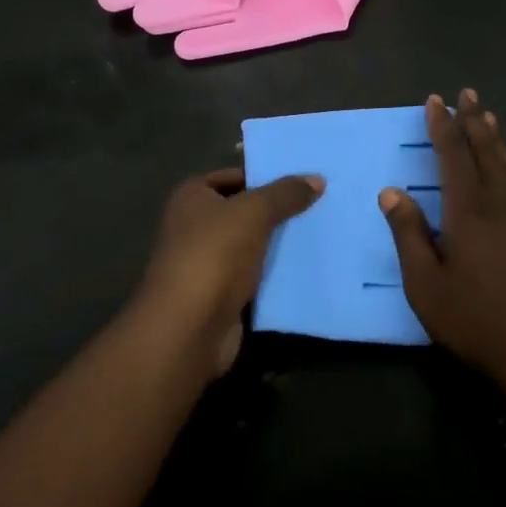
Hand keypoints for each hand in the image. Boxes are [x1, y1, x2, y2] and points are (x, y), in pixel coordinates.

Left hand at [137, 168, 324, 375]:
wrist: (188, 330)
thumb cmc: (214, 255)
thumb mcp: (255, 213)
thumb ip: (285, 194)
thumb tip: (317, 179)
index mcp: (191, 197)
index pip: (232, 176)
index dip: (263, 176)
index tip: (300, 180)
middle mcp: (193, 226)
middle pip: (242, 211)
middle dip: (274, 210)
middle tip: (316, 204)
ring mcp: (204, 263)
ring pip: (250, 245)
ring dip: (276, 243)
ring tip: (317, 232)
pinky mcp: (218, 296)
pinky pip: (253, 276)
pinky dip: (273, 273)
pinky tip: (304, 267)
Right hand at [379, 91, 505, 403]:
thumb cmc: (473, 318)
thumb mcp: (425, 283)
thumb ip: (408, 233)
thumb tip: (390, 191)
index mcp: (467, 210)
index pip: (453, 156)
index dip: (443, 126)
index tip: (436, 101)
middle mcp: (497, 203)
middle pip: (485, 151)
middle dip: (473, 120)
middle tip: (467, 93)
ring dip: (496, 139)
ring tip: (489, 117)